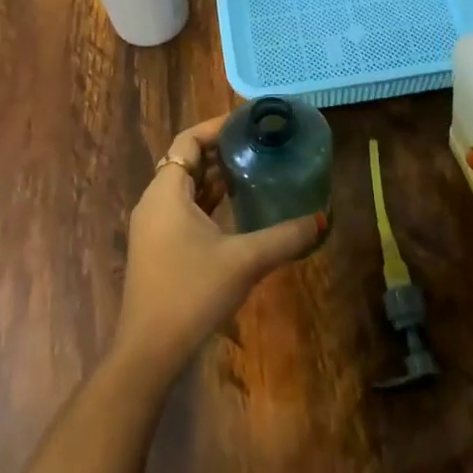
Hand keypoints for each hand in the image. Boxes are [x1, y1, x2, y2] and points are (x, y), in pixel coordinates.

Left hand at [112, 114, 325, 379]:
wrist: (149, 351)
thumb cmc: (191, 293)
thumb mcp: (245, 260)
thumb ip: (286, 236)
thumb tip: (324, 218)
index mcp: (166, 192)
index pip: (188, 140)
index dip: (217, 126)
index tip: (249, 121)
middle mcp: (155, 202)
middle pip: (186, 161)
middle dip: (221, 150)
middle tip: (259, 143)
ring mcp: (154, 227)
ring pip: (185, 187)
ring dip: (215, 176)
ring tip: (254, 168)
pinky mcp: (159, 249)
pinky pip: (184, 209)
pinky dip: (209, 201)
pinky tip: (238, 207)